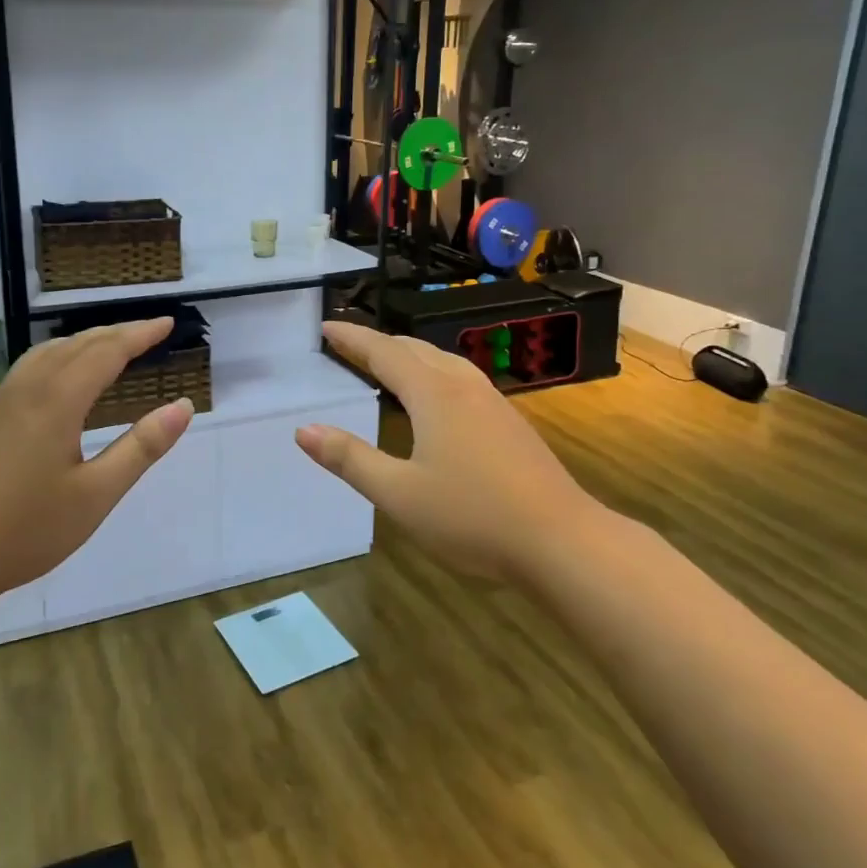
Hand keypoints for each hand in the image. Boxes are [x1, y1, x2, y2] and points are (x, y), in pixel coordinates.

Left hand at [0, 317, 193, 613]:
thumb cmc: (25, 530)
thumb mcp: (96, 495)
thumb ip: (141, 447)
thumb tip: (182, 407)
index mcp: (57, 401)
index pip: (106, 352)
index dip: (139, 335)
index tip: (167, 323)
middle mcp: (27, 389)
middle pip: (77, 345)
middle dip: (116, 333)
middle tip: (148, 331)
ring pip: (48, 352)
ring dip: (84, 341)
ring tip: (109, 345)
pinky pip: (29, 368)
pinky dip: (59, 356)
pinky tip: (60, 378)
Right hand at [295, 321, 603, 580]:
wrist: (563, 541)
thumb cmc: (473, 517)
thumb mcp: (398, 494)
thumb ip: (350, 459)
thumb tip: (303, 430)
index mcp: (433, 395)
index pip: (383, 353)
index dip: (352, 338)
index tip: (326, 326)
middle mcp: (463, 387)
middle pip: (415, 350)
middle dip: (379, 344)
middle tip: (349, 346)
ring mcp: (493, 403)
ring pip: (443, 363)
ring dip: (410, 357)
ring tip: (389, 365)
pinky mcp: (511, 424)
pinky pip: (462, 380)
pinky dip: (434, 374)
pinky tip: (438, 400)